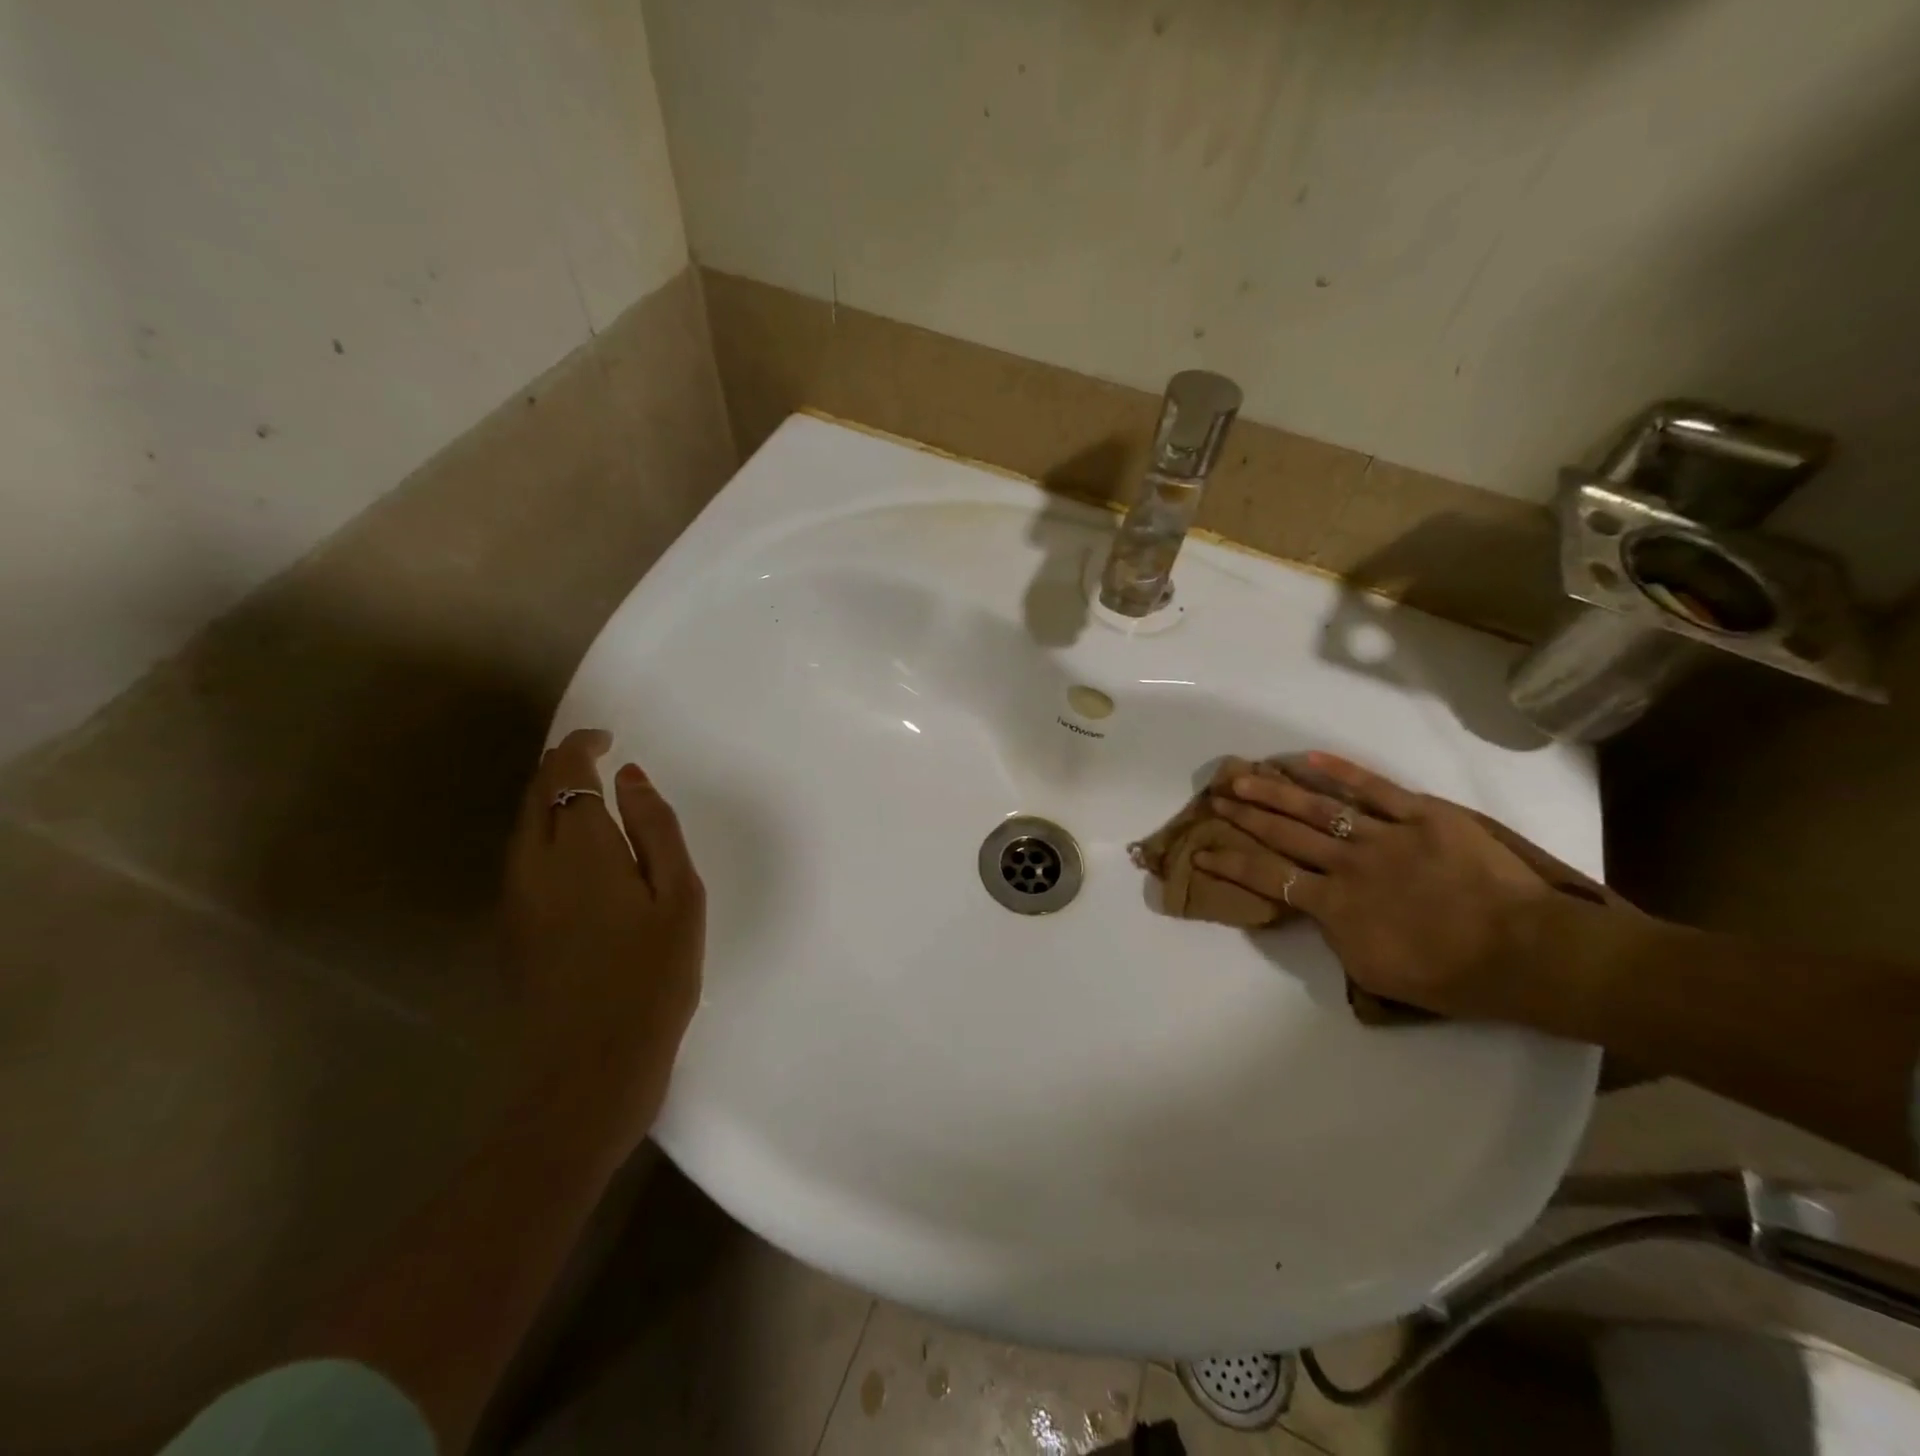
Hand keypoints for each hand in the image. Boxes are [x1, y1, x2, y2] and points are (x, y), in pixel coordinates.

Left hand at [504, 728, 704, 1145]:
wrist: (589, 1069)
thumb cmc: (653, 978)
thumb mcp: (679, 897)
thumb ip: (655, 828)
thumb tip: (629, 776)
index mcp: (579, 848)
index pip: (565, 771)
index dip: (582, 744)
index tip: (608, 738)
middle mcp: (532, 863)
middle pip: (534, 791)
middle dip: (561, 764)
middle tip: (598, 758)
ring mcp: (513, 898)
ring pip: (522, 824)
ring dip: (549, 797)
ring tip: (590, 797)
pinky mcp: (509, 927)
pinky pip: (521, 855)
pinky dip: (544, 830)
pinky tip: (576, 851)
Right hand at [1195, 752, 1613, 1022]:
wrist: (1529, 952)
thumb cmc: (1455, 977)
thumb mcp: (1377, 973)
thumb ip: (1339, 937)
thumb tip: (1324, 911)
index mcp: (1335, 906)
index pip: (1268, 878)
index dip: (1231, 863)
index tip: (1202, 851)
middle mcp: (1348, 863)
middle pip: (1283, 833)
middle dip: (1245, 814)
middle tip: (1217, 795)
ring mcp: (1384, 835)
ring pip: (1318, 807)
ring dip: (1275, 790)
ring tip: (1244, 775)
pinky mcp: (1422, 816)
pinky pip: (1375, 788)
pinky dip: (1341, 772)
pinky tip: (1308, 758)